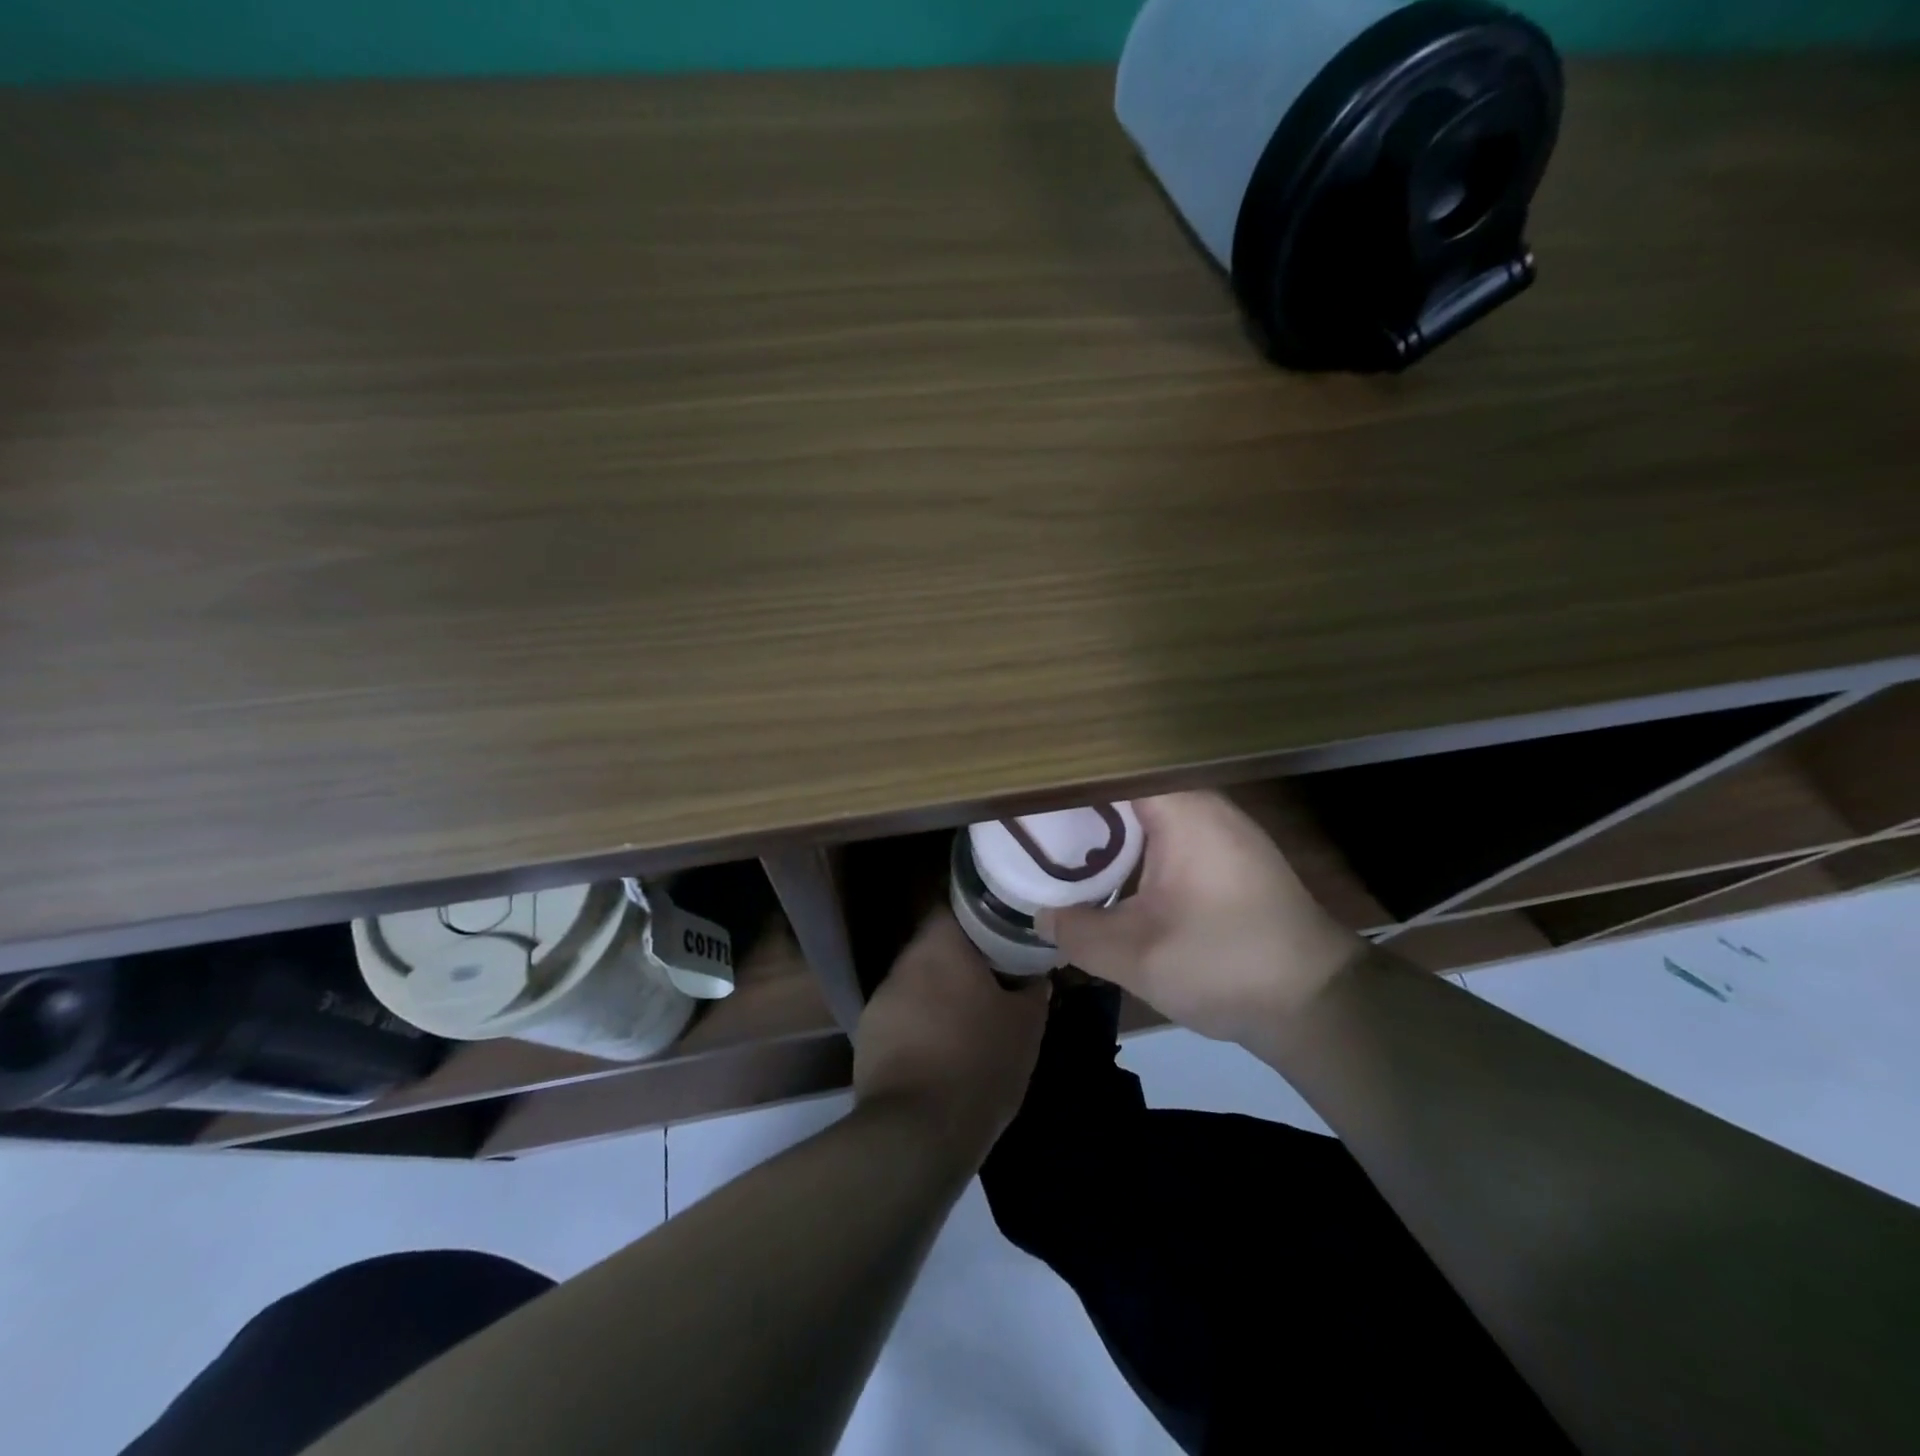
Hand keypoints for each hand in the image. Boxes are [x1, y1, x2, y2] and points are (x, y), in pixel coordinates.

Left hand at [852, 910, 1049, 1161]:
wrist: (917, 1133)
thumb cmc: (979, 1062)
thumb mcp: (1026, 1026)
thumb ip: (1033, 991)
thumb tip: (1036, 976)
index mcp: (939, 946)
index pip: (954, 905)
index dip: (979, 914)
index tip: (1002, 930)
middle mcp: (903, 963)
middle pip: (935, 946)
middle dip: (961, 960)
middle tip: (993, 977)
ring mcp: (880, 1000)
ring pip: (917, 982)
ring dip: (939, 993)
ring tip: (969, 1017)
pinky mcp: (866, 1037)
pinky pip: (901, 1017)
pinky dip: (920, 1025)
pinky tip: (941, 1051)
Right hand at [1039, 791, 1362, 1044]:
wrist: (1318, 1003)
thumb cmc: (1226, 965)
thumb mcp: (1137, 957)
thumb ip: (1078, 932)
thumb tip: (1041, 916)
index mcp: (1182, 811)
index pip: (1111, 769)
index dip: (1066, 778)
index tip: (1026, 793)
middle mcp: (1203, 806)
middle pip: (1127, 787)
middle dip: (1079, 803)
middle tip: (1030, 821)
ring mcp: (1220, 830)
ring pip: (1147, 812)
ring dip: (1107, 826)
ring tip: (1057, 840)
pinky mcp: (1228, 857)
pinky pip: (1167, 833)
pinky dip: (1133, 845)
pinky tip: (1108, 870)